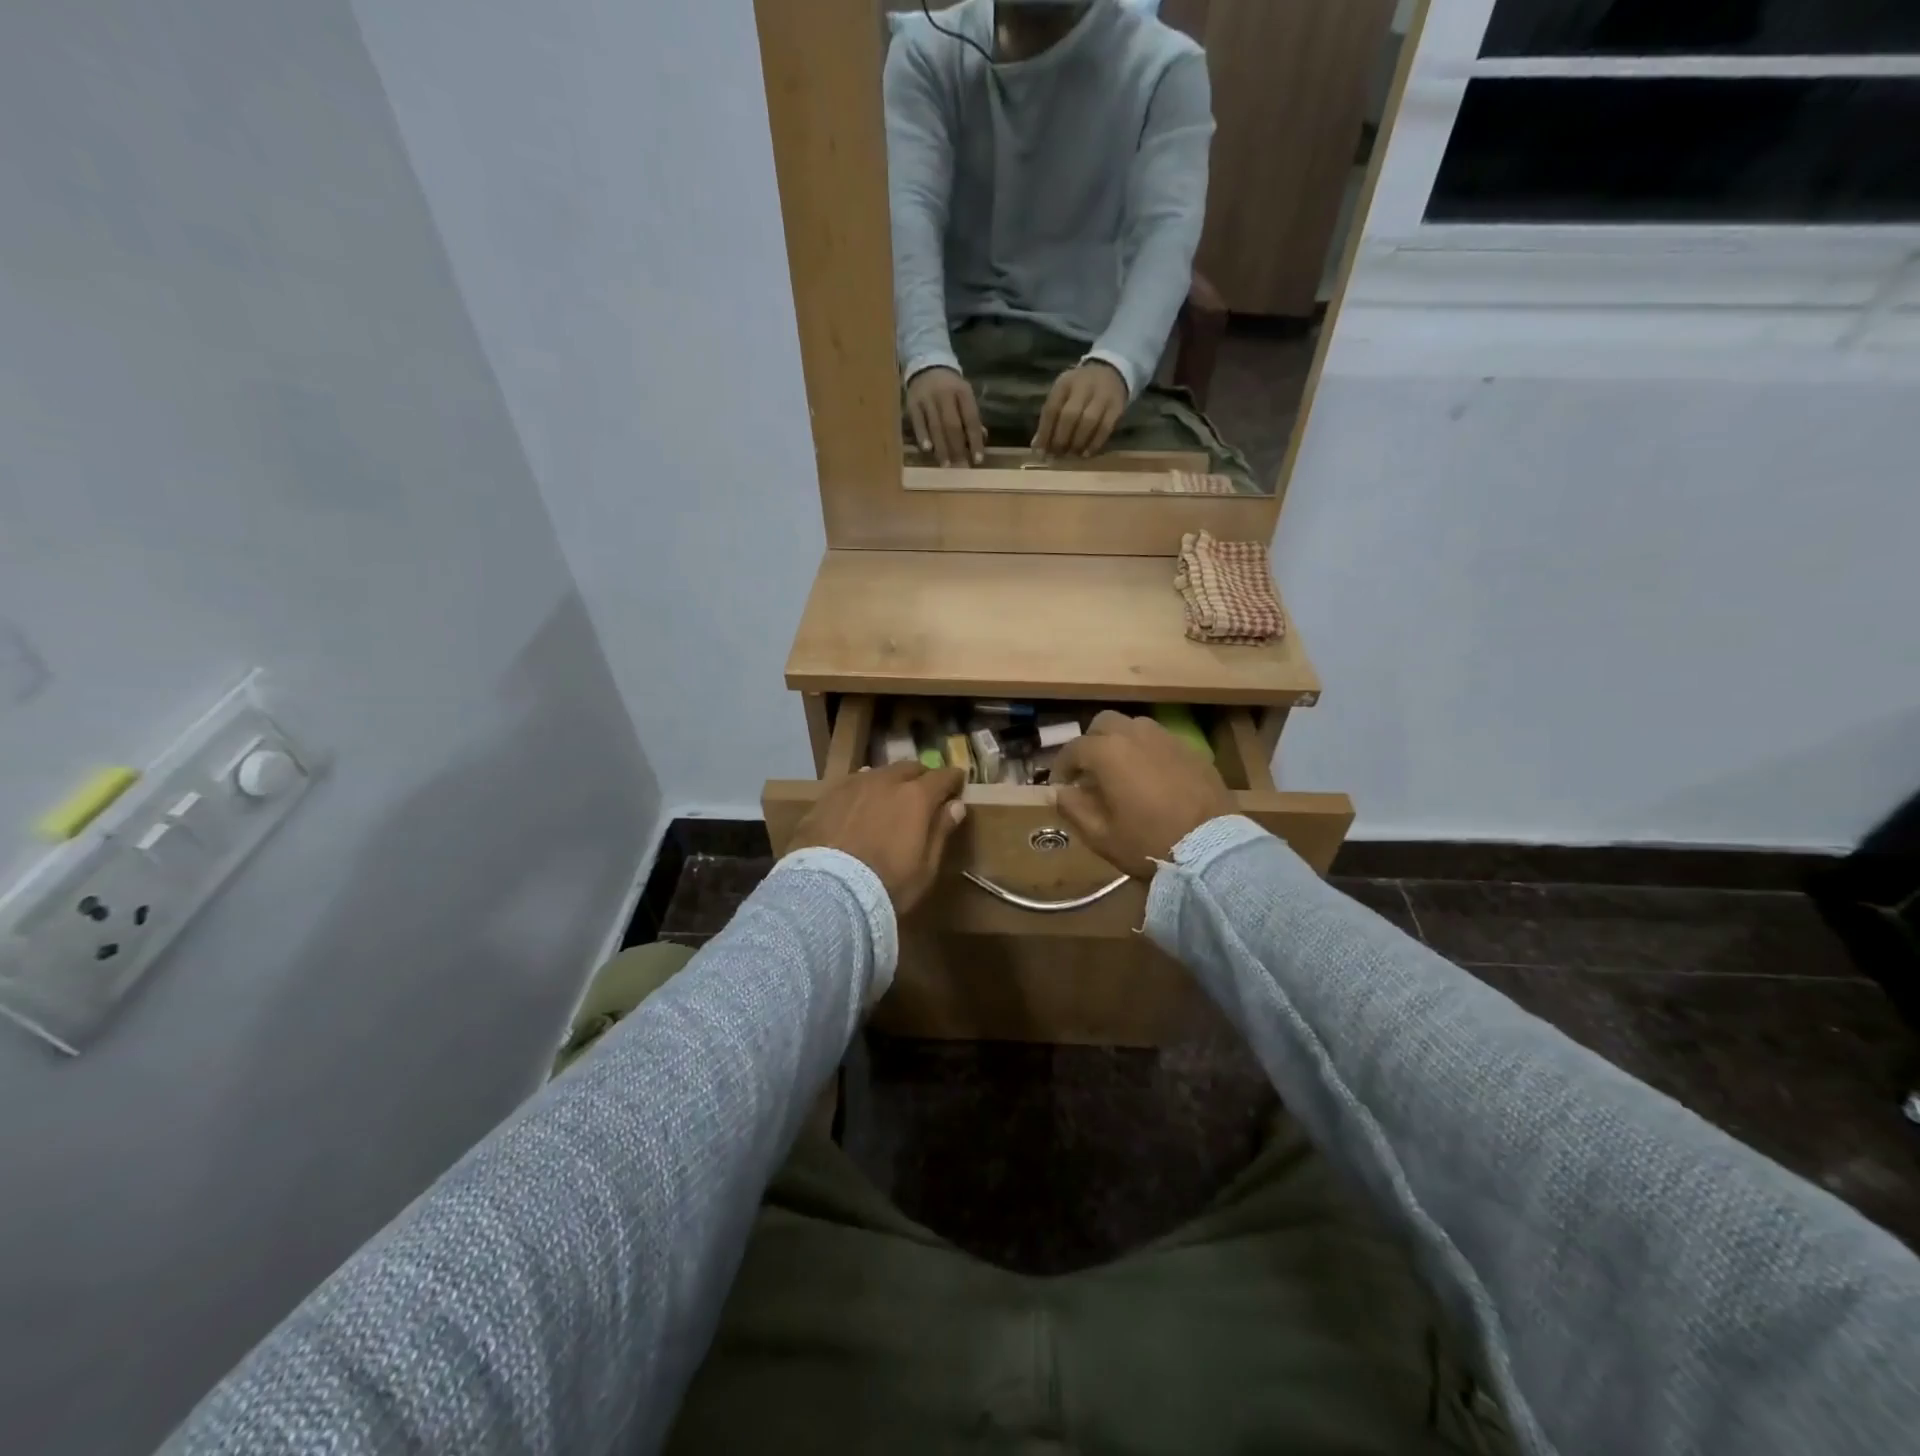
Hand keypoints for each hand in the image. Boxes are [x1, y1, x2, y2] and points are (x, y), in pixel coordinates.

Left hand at [787, 762, 968, 913]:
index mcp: (916, 797)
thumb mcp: (926, 868)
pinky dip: (862, 790)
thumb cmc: (887, 885)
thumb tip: (956, 805)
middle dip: (920, 777)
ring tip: (890, 796)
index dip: (953, 779)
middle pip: (909, 768)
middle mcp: (886, 782)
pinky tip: (859, 803)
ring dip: (889, 782)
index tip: (958, 783)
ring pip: (878, 773)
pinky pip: (851, 784)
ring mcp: (853, 785)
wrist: (827, 892)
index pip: (942, 777)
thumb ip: (941, 832)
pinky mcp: (826, 797)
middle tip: (924, 792)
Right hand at [905, 367, 985, 466]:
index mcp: (963, 392)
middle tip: (961, 468)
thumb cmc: (950, 388)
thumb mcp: (965, 396)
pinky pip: (918, 423)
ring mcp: (928, 399)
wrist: (927, 365)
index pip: (971, 420)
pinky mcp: (913, 404)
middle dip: (958, 449)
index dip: (975, 441)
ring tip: (946, 465)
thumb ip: (972, 418)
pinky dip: (923, 436)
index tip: (978, 460)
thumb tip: (981, 440)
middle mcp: (945, 394)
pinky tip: (927, 450)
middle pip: (953, 425)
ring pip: (936, 426)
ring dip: (941, 448)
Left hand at [1033, 361, 1127, 458]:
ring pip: (1088, 422)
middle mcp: (1083, 386)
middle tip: (1057, 455)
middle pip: (1070, 415)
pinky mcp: (1116, 406)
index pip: (1051, 409)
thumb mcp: (1062, 395)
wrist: (1110, 372)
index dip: (1045, 433)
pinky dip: (1094, 443)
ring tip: (1071, 455)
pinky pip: (1105, 428)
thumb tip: (1037, 446)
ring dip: (1077, 443)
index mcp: (1065, 383)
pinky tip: (1086, 454)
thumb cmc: (1079, 390)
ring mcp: (1102, 395)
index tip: (1041, 452)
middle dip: (1061, 439)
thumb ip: (1050, 418)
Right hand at [1051, 711, 1234, 878]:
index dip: (1061, 766)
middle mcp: (1136, 735)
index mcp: (1108, 752)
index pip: (1073, 748)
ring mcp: (1167, 739)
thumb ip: (1072, 808)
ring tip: (1121, 769)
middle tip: (1090, 770)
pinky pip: (1161, 740)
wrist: (1212, 849)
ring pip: (1134, 726)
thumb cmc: (1148, 842)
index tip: (1060, 784)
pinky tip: (1151, 776)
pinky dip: (1148, 751)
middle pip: (1104, 723)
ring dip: (1121, 741)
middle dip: (1091, 742)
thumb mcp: (1100, 835)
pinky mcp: (1192, 750)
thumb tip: (1060, 792)